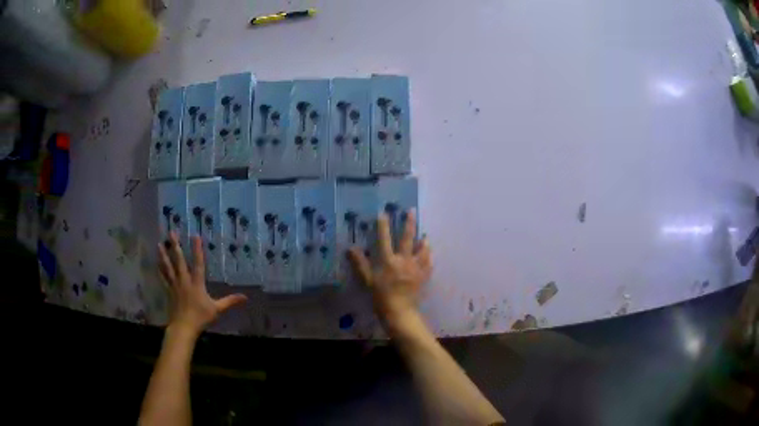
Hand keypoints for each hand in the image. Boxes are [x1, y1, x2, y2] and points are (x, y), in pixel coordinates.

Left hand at [158, 232, 246, 335]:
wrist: (184, 327)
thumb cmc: (201, 318)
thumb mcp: (217, 309)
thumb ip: (230, 301)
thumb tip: (245, 297)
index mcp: (197, 284)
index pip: (198, 264)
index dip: (197, 250)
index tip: (195, 236)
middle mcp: (184, 281)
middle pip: (179, 261)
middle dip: (175, 246)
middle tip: (171, 233)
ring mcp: (175, 286)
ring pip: (168, 267)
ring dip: (164, 255)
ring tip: (160, 244)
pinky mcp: (169, 292)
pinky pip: (164, 278)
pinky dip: (160, 270)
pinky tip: (157, 263)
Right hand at [348, 209, 431, 321]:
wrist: (400, 312)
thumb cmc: (381, 297)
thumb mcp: (367, 281)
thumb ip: (360, 264)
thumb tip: (350, 248)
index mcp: (388, 261)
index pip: (385, 239)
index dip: (383, 226)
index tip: (383, 213)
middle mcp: (404, 260)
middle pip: (408, 238)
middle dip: (409, 224)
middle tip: (412, 211)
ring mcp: (416, 268)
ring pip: (422, 249)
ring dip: (423, 241)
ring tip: (425, 235)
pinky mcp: (423, 276)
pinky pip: (428, 263)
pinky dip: (428, 257)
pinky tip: (429, 255)